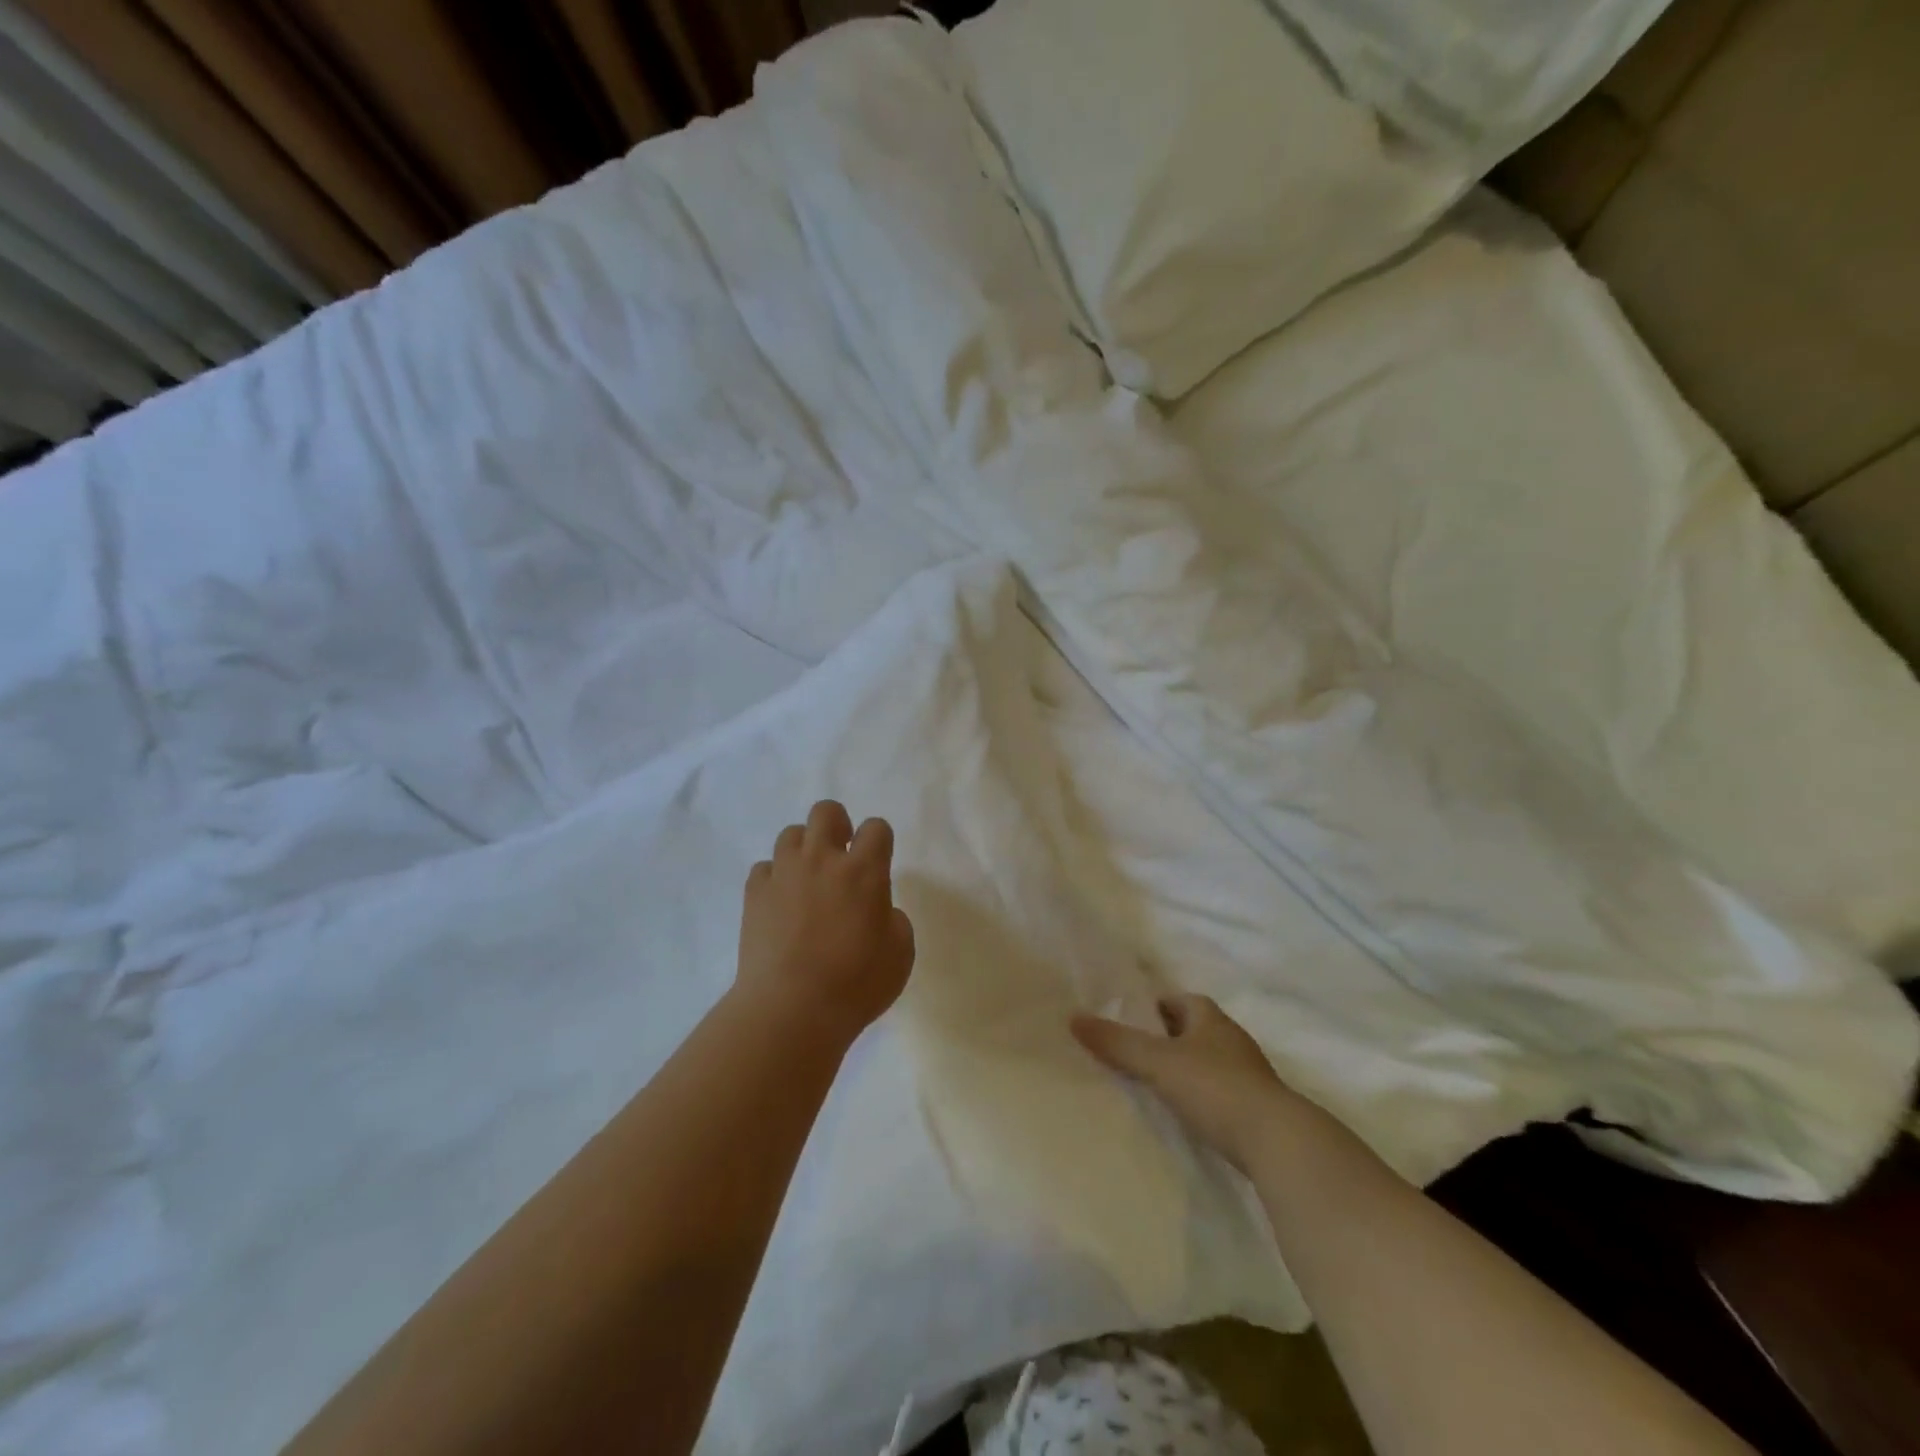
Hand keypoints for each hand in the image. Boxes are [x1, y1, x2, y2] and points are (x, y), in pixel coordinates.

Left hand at [737, 800, 915, 1043]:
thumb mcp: (900, 953)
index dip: (879, 840)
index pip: (876, 827)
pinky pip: (764, 868)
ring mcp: (784, 874)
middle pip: (826, 812)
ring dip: (804, 850)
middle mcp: (822, 860)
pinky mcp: (754, 894)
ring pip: (791, 834)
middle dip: (837, 825)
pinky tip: (781, 902)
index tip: (878, 861)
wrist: (791, 1009)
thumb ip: (894, 920)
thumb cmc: (856, 983)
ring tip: (808, 880)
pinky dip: (774, 879)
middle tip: (842, 856)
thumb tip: (878, 911)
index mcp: (864, 871)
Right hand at [1072, 994, 1308, 1170]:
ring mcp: (1248, 1075)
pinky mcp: (1255, 1108)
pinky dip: (1199, 1097)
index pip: (1179, 1000)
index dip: (1154, 1007)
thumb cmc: (1215, 1087)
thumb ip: (1117, 1043)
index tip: (1128, 1022)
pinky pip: (1218, 1092)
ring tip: (1152, 1085)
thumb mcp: (1159, 1062)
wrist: (1278, 1142)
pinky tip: (1182, 1114)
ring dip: (1183, 1069)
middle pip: (1192, 1030)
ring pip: (1206, 1062)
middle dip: (1166, 1038)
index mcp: (1211, 1018)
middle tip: (1133, 1053)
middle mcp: (1231, 1039)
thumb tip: (1073, 1018)